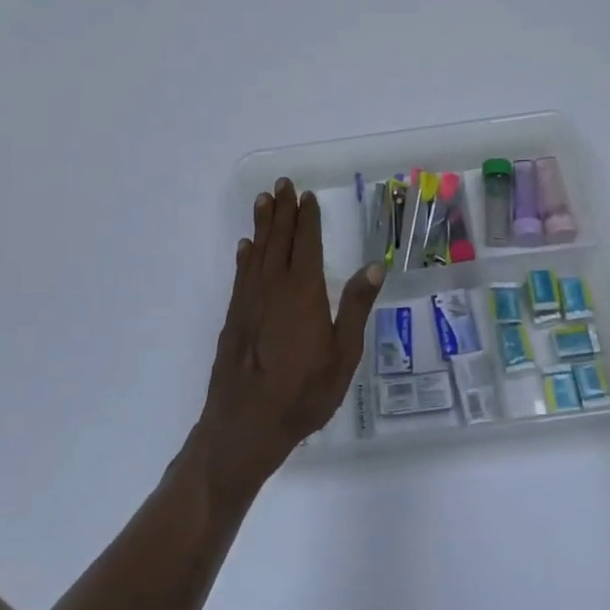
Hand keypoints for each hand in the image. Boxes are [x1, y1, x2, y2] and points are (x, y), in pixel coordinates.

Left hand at [193, 179, 383, 504]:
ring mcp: (250, 301)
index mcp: (304, 292)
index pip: (307, 244)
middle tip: (282, 184)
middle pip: (279, 239)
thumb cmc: (304, 393)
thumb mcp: (343, 356)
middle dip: (282, 210)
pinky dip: (245, 256)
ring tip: (263, 201)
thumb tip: (374, 267)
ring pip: (257, 251)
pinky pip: (241, 275)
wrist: (246, 424)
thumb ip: (356, 308)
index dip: (307, 219)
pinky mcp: (235, 317)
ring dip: (262, 224)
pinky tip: (245, 247)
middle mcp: (274, 287)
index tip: (307, 196)